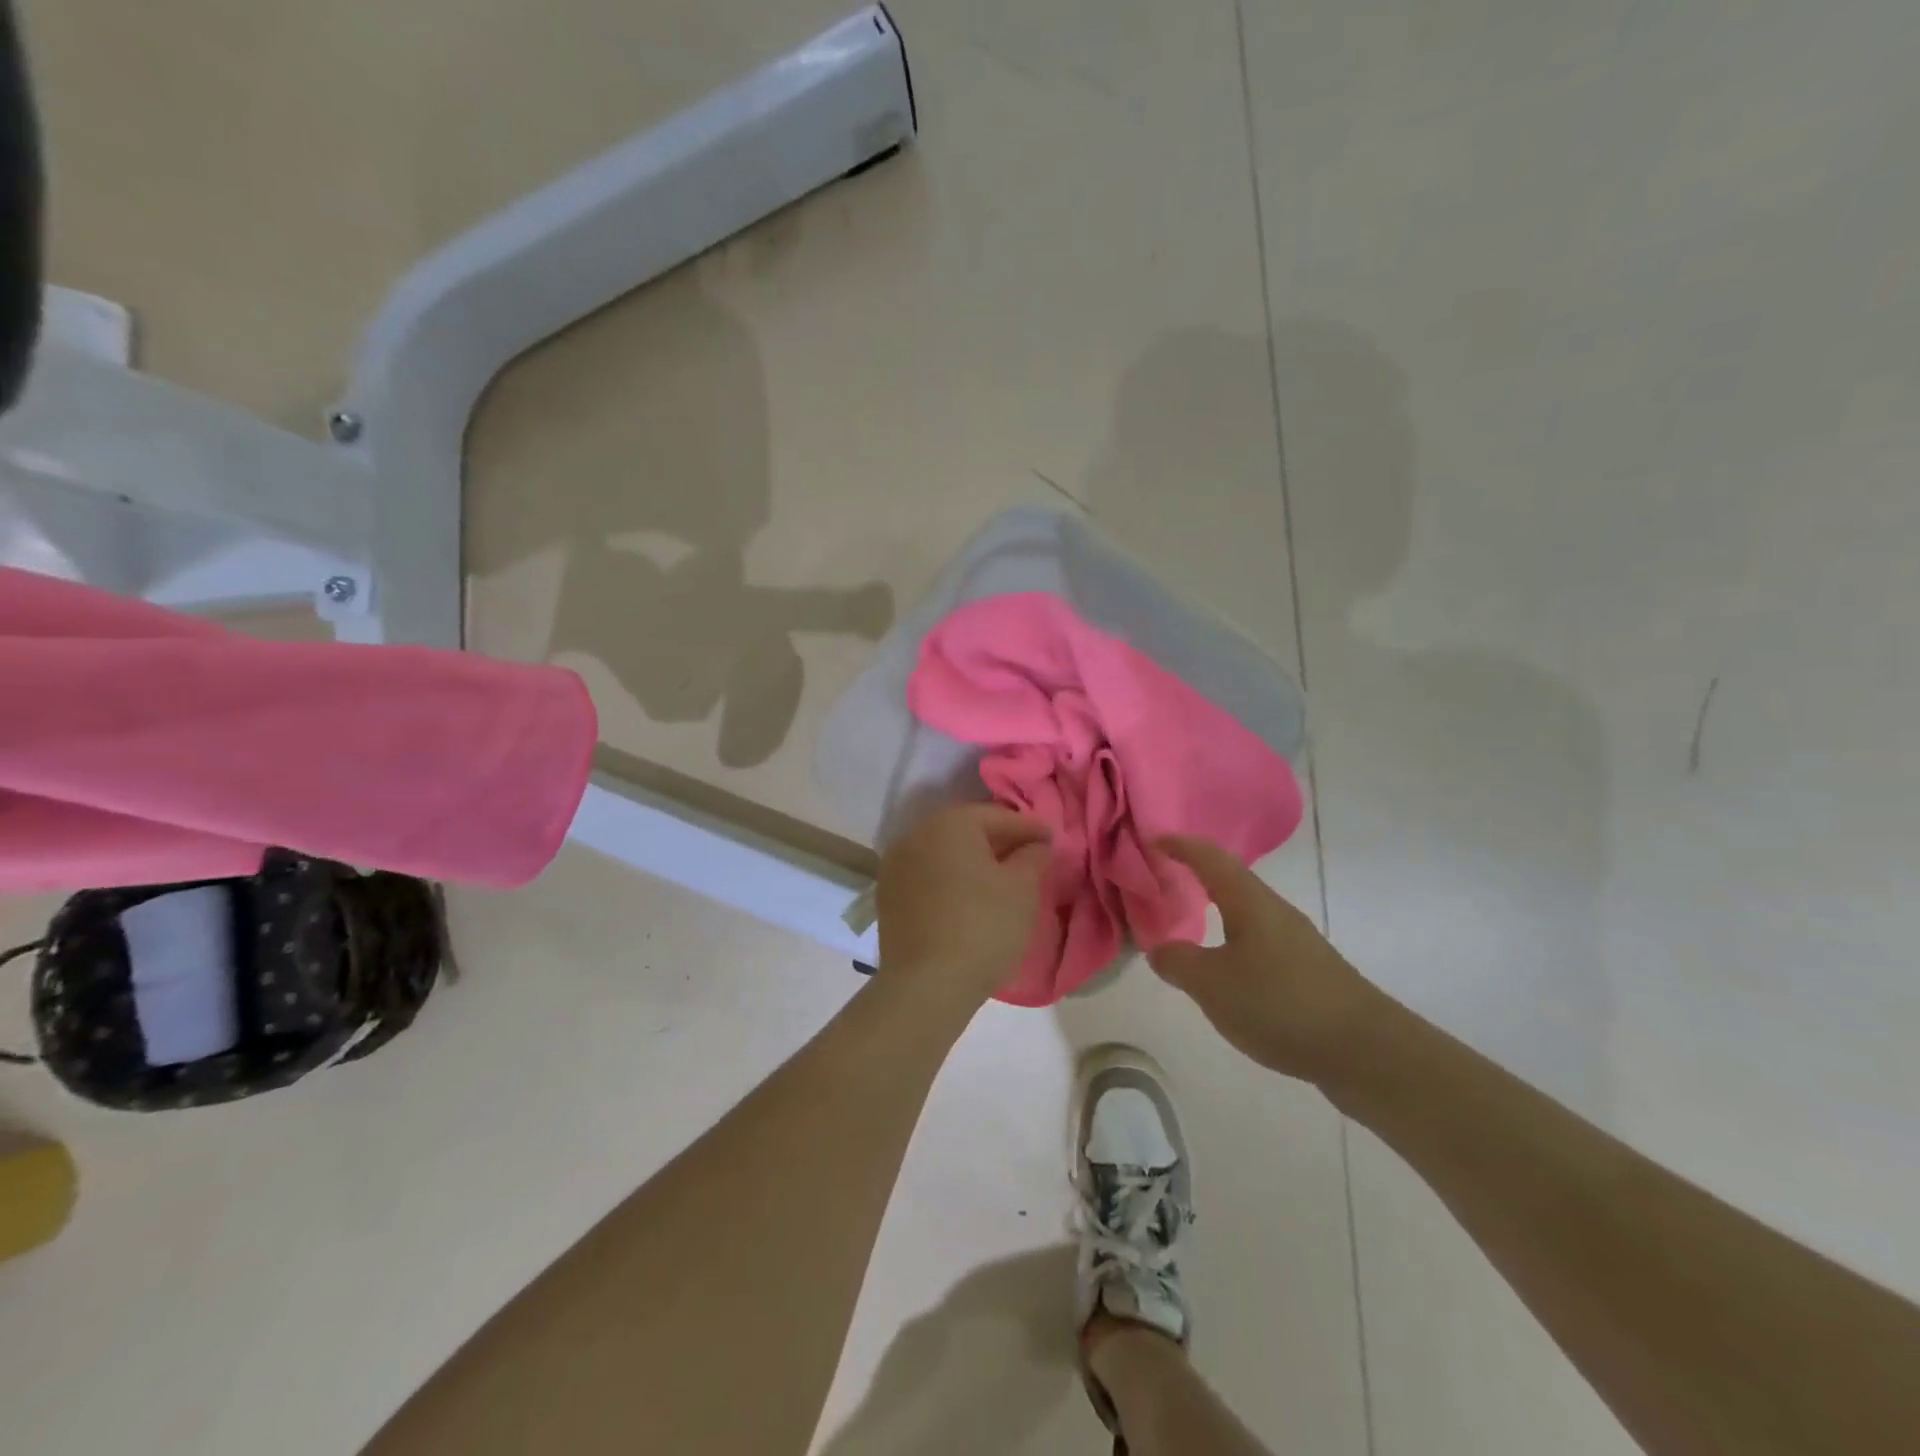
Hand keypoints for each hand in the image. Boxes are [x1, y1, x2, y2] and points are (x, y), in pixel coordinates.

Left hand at [876, 804, 1051, 1008]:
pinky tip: (970, 900)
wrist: (926, 986)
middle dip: (1001, 843)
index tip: (1053, 843)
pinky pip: (929, 876)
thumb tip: (1035, 844)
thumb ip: (1033, 855)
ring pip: (946, 854)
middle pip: (968, 831)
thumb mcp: (1022, 888)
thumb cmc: (982, 927)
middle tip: (1031, 860)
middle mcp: (916, 834)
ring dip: (974, 862)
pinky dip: (952, 881)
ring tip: (1003, 882)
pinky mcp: (888, 895)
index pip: (999, 816)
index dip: (1030, 829)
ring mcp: (896, 865)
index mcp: (950, 823)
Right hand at [1148, 836, 1381, 1086]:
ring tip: (1189, 922)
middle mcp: (1275, 911)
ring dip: (1217, 908)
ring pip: (1247, 911)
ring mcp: (1296, 941)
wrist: (1365, 1050)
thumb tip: (1160, 948)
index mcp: (1249, 901)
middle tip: (1165, 877)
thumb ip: (1178, 962)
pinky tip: (1227, 967)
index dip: (1180, 845)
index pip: (1209, 858)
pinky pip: (1259, 940)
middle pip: (1231, 879)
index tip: (1152, 840)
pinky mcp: (1308, 970)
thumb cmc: (1280, 1003)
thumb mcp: (1212, 985)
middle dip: (1197, 873)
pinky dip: (1233, 939)